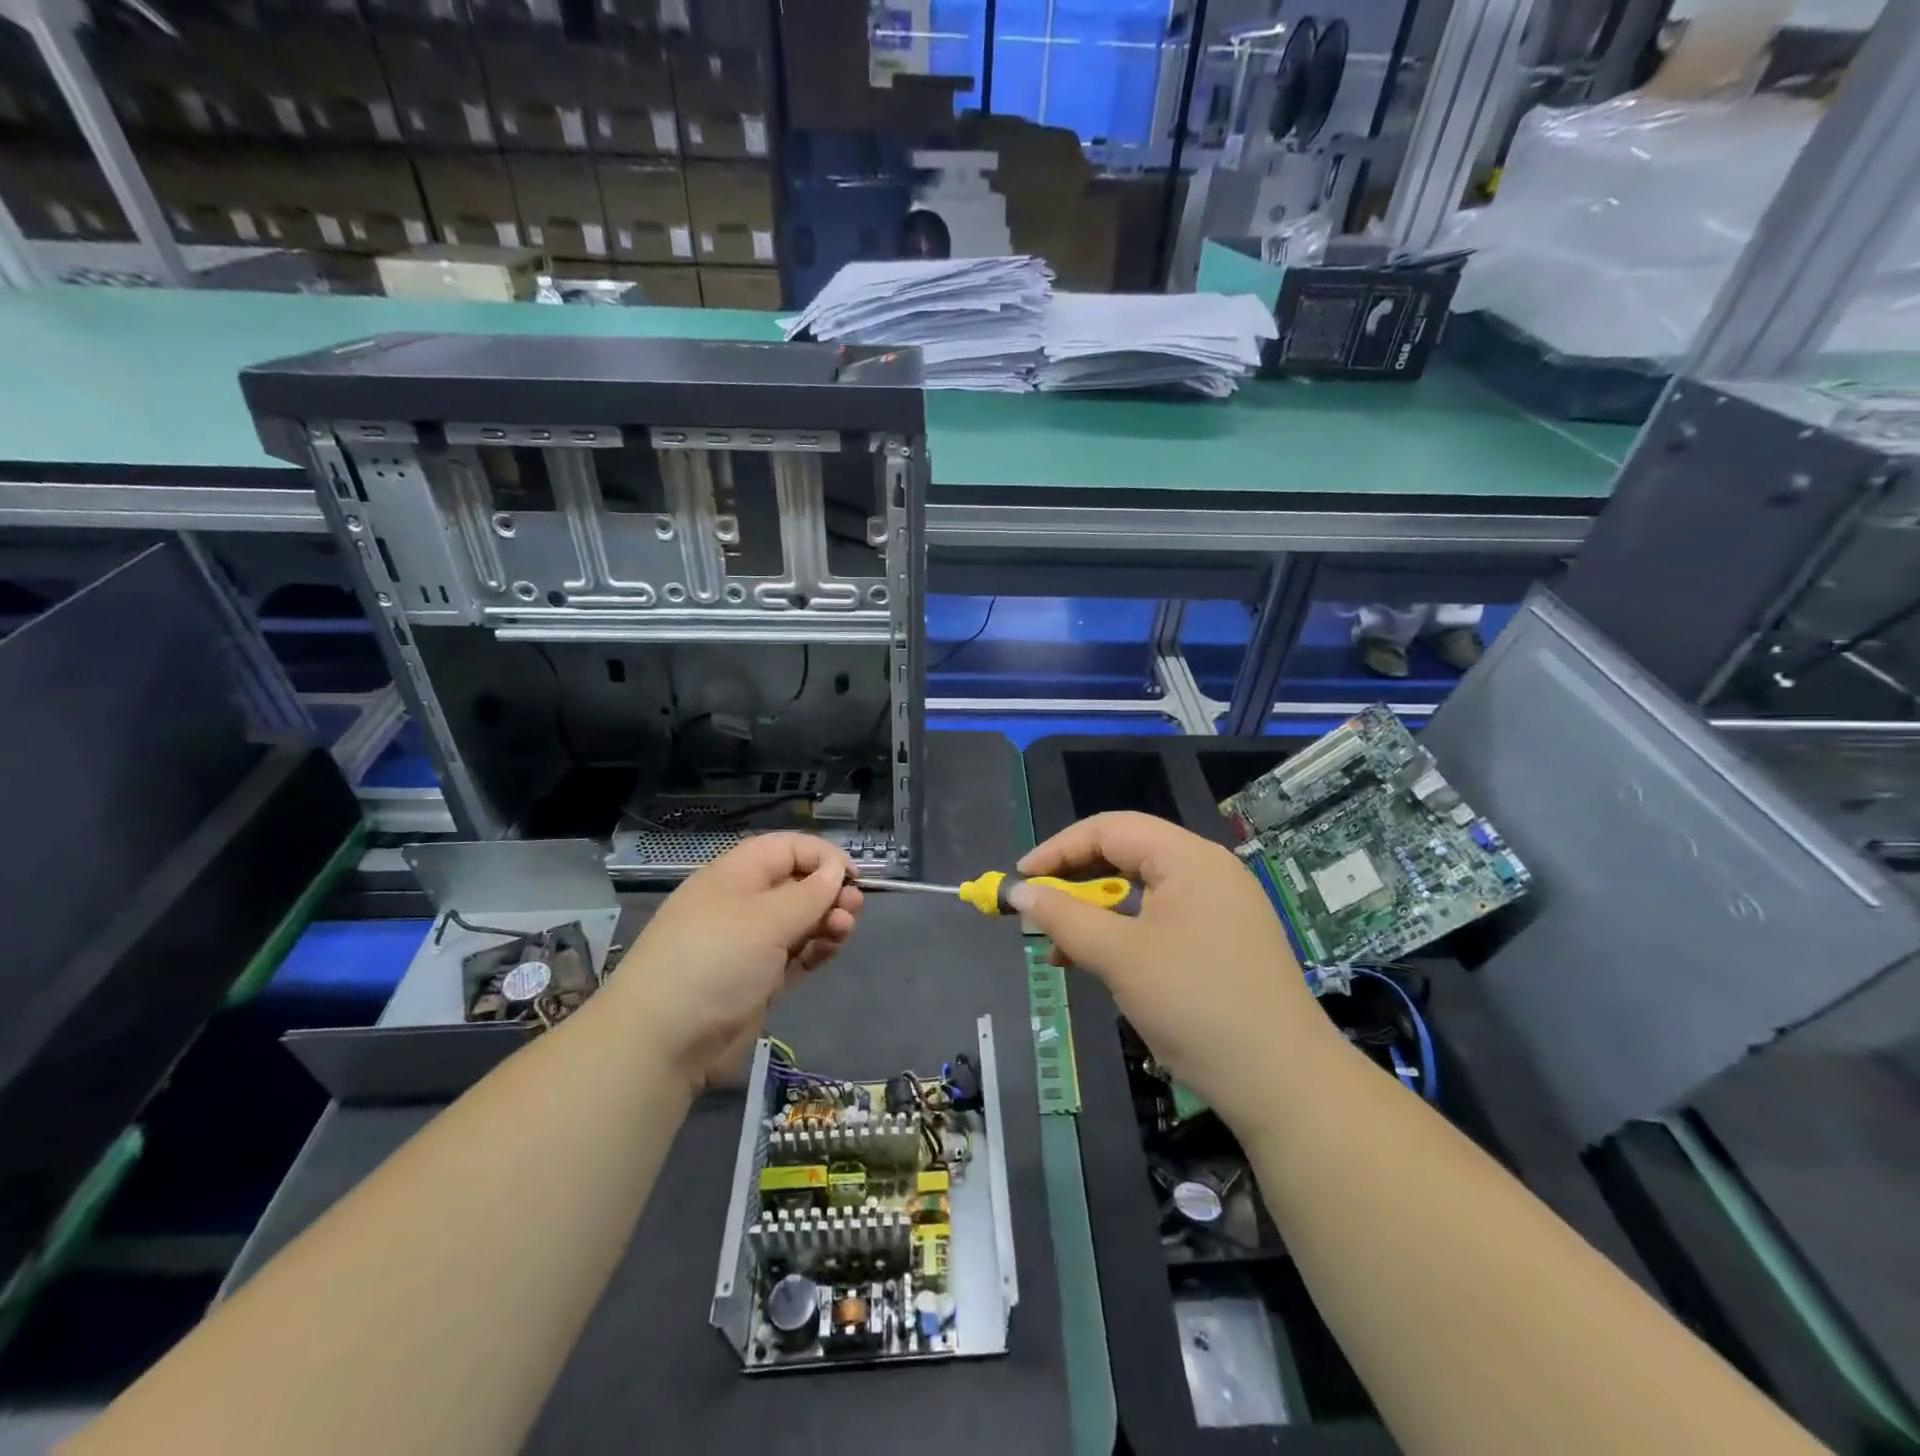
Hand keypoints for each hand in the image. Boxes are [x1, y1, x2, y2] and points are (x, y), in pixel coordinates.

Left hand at [612, 833, 862, 1089]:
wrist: (664, 1041)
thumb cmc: (715, 961)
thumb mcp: (765, 920)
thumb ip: (809, 893)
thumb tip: (836, 869)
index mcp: (736, 874)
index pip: (787, 849)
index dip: (823, 857)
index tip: (854, 876)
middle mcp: (743, 903)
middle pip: (797, 884)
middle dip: (829, 892)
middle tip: (853, 909)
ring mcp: (750, 943)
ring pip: (800, 921)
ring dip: (827, 921)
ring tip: (844, 931)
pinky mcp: (757, 978)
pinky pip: (795, 954)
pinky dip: (816, 949)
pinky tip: (830, 951)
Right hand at [1012, 812, 1331, 1128]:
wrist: (1284, 1084)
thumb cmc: (1195, 1004)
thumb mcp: (1120, 957)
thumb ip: (1065, 917)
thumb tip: (1018, 893)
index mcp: (1188, 858)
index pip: (1109, 829)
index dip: (1058, 850)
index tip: (1020, 880)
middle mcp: (1207, 871)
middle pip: (1126, 856)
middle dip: (1075, 883)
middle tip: (1037, 913)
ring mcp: (1220, 908)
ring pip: (1141, 893)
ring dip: (1096, 915)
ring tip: (1061, 950)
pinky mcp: (1223, 942)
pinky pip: (1161, 921)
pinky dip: (1125, 936)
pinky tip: (1100, 966)